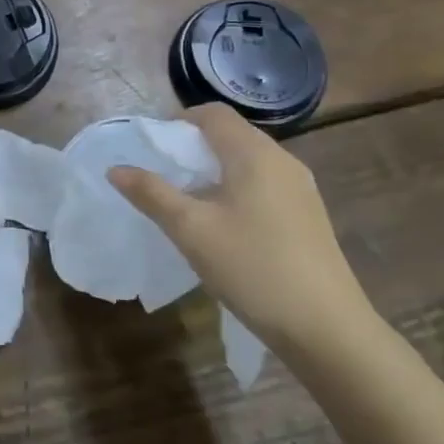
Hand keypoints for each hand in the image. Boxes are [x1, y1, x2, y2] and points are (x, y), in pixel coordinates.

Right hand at [107, 103, 373, 351]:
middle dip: (193, 146)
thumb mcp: (190, 230)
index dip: (179, 120)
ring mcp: (301, 189)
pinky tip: (224, 225)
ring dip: (214, 170)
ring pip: (248, 161)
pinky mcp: (308, 216)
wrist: (327, 329)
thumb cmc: (252, 268)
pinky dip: (236, 189)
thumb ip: (151, 194)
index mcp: (254, 154)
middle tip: (163, 174)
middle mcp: (282, 161)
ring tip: (188, 201)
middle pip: (232, 134)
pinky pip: (264, 184)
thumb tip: (116, 169)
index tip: (152, 146)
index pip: (213, 114)